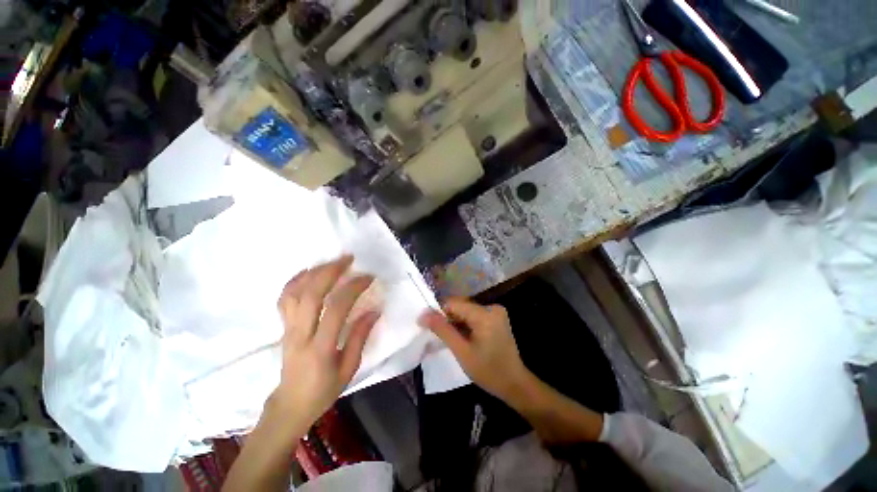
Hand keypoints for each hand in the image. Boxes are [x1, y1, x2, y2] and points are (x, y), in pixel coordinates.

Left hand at [273, 255, 379, 427]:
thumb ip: (360, 337)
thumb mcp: (349, 369)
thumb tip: (374, 310)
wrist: (290, 405)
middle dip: (330, 271)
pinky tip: (309, 272)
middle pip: (310, 294)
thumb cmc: (323, 391)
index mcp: (320, 348)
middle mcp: (300, 334)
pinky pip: (284, 299)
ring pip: (294, 292)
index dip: (353, 288)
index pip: (336, 309)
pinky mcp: (283, 327)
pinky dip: (295, 281)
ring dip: (313, 272)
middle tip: (348, 259)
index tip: (368, 277)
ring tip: (332, 262)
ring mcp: (288, 329)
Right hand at [418, 298, 529, 400]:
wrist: (515, 384)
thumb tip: (423, 315)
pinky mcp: (496, 318)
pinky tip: (461, 337)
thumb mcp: (462, 351)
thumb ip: (442, 330)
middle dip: (447, 318)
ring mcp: (496, 312)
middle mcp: (491, 307)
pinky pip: (474, 316)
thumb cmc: (488, 371)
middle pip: (461, 306)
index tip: (426, 325)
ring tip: (448, 338)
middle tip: (436, 335)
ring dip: (455, 322)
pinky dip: (465, 324)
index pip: (454, 303)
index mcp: (485, 314)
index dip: (438, 312)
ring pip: (466, 311)